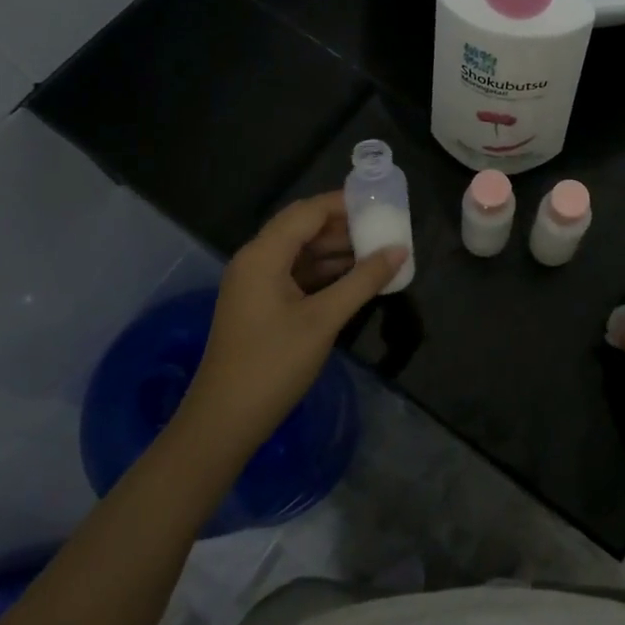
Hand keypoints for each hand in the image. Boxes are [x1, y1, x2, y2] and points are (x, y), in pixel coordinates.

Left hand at [179, 192, 404, 460]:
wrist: (224, 421)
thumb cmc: (273, 364)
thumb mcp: (324, 319)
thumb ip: (363, 281)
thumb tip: (400, 250)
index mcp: (263, 254)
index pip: (308, 211)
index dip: (344, 203)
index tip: (382, 204)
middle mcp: (255, 260)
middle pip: (303, 228)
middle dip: (344, 226)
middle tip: (385, 228)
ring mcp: (255, 283)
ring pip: (300, 252)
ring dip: (336, 250)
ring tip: (378, 252)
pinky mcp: (260, 304)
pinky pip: (295, 274)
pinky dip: (325, 272)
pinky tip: (355, 279)